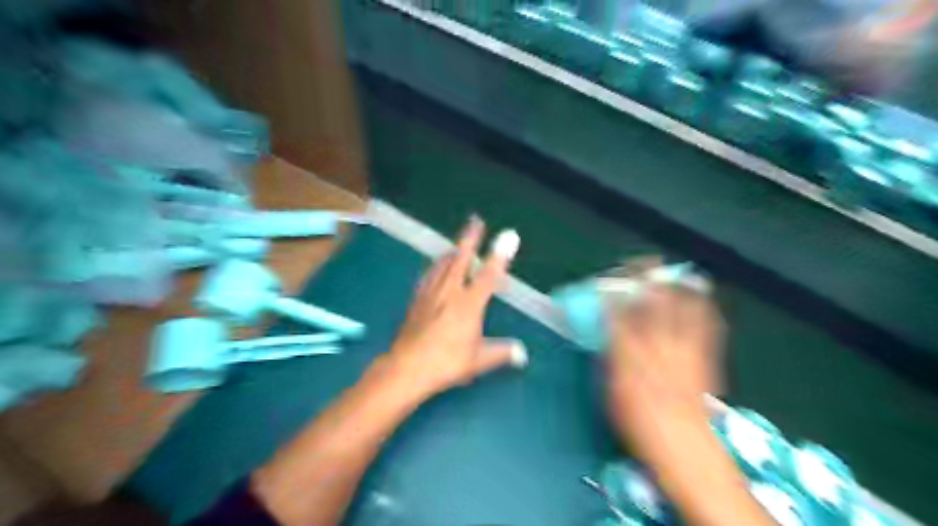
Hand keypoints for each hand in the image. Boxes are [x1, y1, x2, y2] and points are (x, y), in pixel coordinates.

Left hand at [385, 218, 523, 397]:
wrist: (406, 367)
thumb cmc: (446, 363)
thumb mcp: (478, 360)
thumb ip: (501, 352)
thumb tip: (521, 353)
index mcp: (469, 304)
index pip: (489, 275)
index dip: (500, 255)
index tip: (509, 236)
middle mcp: (450, 293)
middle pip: (461, 259)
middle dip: (470, 239)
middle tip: (475, 221)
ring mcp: (430, 294)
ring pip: (442, 265)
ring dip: (452, 251)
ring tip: (457, 244)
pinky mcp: (416, 301)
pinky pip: (427, 277)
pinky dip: (434, 268)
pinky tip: (433, 269)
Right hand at [605, 261, 727, 440]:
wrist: (683, 444)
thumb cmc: (638, 422)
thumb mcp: (612, 390)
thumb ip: (611, 357)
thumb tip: (609, 334)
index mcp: (629, 355)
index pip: (618, 313)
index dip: (613, 293)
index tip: (608, 282)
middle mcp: (656, 345)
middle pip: (652, 301)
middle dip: (645, 277)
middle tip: (640, 264)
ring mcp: (683, 348)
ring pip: (682, 306)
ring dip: (675, 284)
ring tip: (670, 272)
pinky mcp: (704, 356)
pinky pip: (706, 323)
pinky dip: (702, 305)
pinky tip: (699, 296)